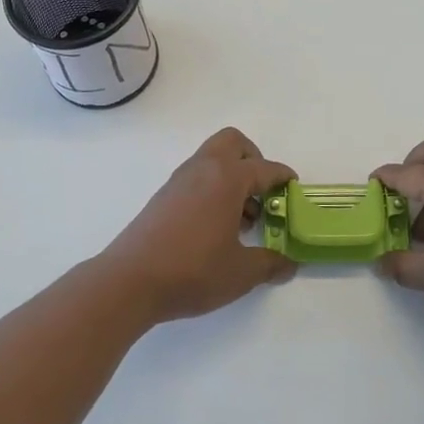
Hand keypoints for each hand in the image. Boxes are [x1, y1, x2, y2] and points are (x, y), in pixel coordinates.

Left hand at [99, 128, 297, 324]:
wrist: (130, 281)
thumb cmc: (193, 270)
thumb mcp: (241, 273)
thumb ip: (270, 264)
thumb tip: (288, 264)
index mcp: (227, 179)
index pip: (264, 168)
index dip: (283, 177)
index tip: (293, 189)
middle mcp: (202, 170)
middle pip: (233, 143)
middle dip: (253, 160)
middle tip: (263, 193)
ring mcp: (178, 182)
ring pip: (211, 160)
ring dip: (232, 178)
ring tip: (241, 220)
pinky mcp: (162, 198)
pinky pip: (196, 179)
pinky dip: (212, 190)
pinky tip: (215, 228)